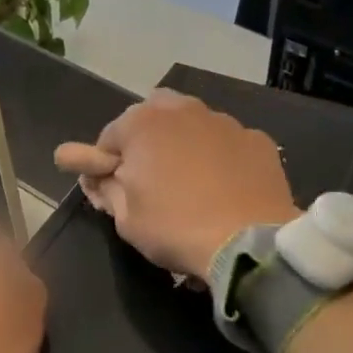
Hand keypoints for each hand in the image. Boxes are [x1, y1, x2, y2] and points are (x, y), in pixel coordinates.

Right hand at [53, 90, 298, 279]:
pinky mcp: (258, 140)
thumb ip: (106, 189)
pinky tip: (225, 187)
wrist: (248, 242)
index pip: (108, 137)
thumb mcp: (126, 219)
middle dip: (145, 140)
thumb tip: (94, 175)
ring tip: (191, 183)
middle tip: (149, 179)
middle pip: (153, 116)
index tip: (110, 190)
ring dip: (185, 144)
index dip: (104, 165)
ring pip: (194, 125)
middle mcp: (183, 110)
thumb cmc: (176, 228)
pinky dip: (221, 158)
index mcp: (142, 124)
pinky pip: (228, 143)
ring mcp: (226, 122)